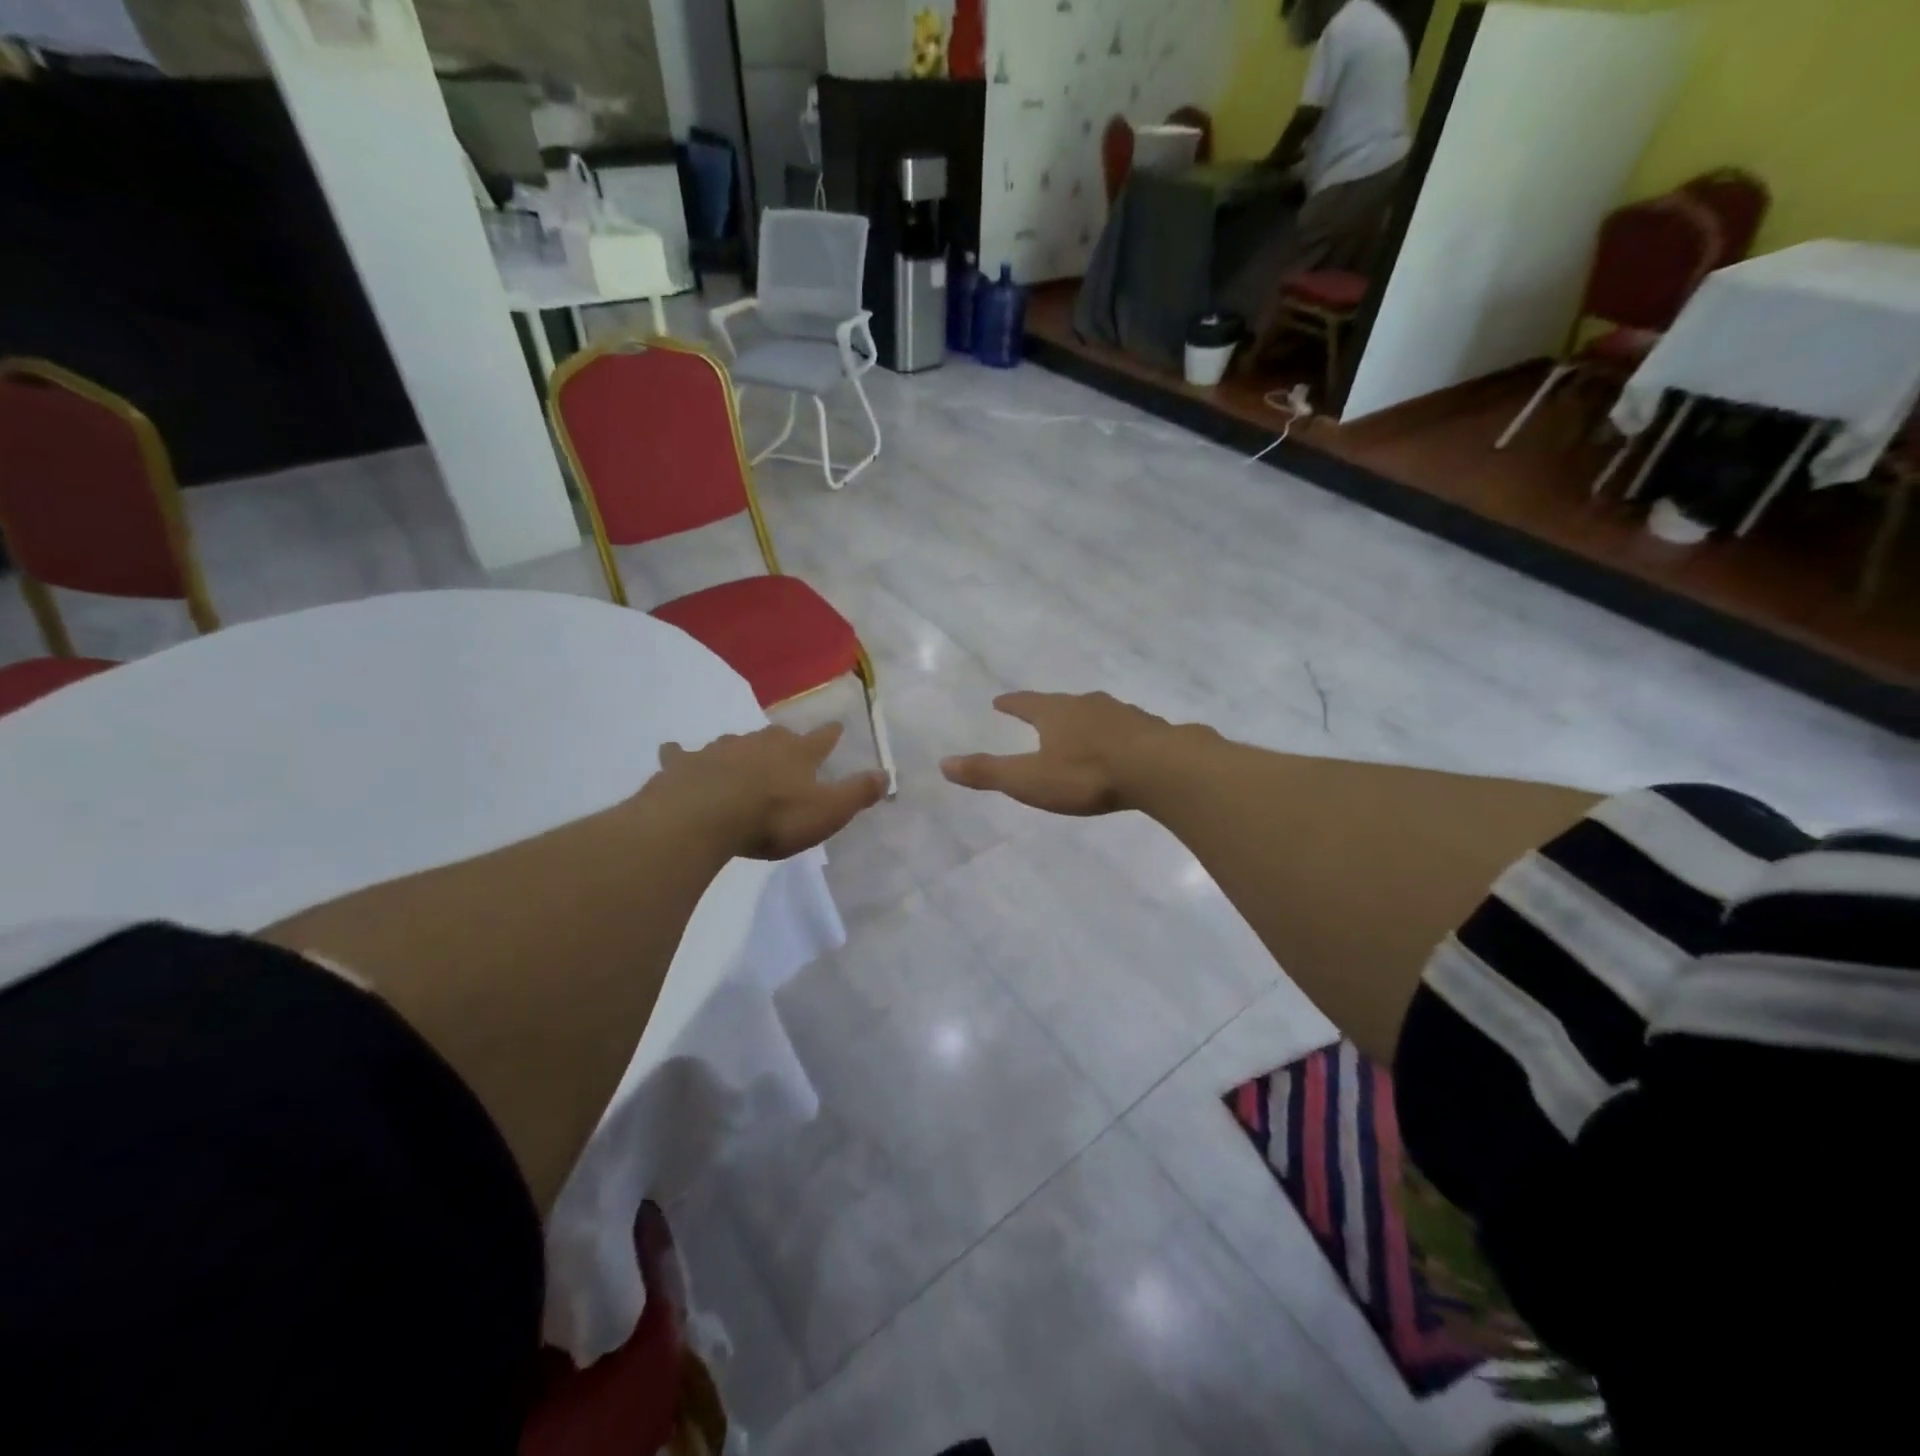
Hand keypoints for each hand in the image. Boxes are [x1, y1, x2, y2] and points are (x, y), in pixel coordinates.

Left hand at [656, 722, 885, 859]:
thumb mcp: (828, 811)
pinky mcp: (684, 764)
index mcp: (796, 754)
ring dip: (740, 749)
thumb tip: (886, 773)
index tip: (836, 726)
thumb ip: (857, 793)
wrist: (705, 817)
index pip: (820, 739)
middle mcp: (759, 743)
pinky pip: (682, 754)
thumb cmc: (773, 817)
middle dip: (783, 741)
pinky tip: (675, 753)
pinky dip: (682, 755)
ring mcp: (719, 750)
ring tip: (739, 756)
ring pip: (734, 743)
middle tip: (786, 745)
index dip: (830, 735)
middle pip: (776, 736)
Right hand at [940, 691, 1185, 815]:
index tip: (1000, 701)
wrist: (1160, 768)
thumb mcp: (1030, 780)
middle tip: (1040, 713)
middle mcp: (1087, 705)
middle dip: (1049, 709)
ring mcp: (1122, 713)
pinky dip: (1115, 734)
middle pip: (1062, 703)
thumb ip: (989, 773)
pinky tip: (1121, 745)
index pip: (1025, 703)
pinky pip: (1126, 727)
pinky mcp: (1150, 729)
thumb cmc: (1087, 775)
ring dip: (1084, 720)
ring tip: (1080, 730)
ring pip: (1096, 712)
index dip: (1011, 703)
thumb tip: (943, 764)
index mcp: (1055, 713)